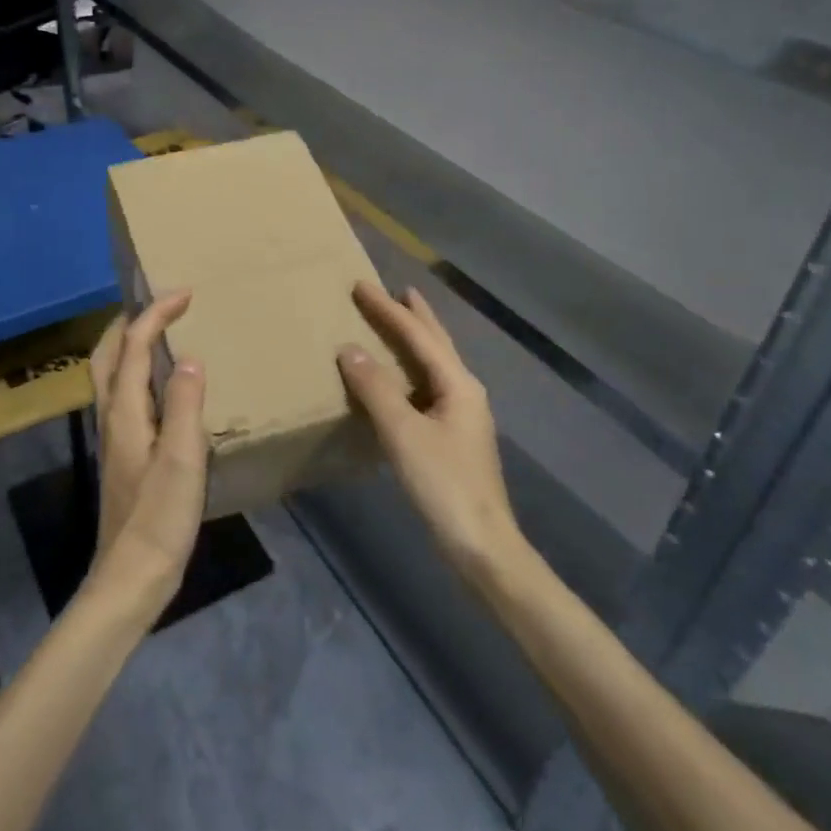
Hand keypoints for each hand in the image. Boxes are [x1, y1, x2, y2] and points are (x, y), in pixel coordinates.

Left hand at [84, 292, 208, 616]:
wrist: (132, 576)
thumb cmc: (160, 517)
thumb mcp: (182, 459)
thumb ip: (185, 405)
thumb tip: (188, 358)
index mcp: (125, 411)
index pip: (135, 346)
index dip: (156, 314)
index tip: (184, 294)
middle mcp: (112, 416)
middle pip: (108, 354)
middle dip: (130, 322)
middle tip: (161, 306)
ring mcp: (114, 436)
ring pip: (111, 374)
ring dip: (130, 344)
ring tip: (160, 334)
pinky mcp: (122, 454)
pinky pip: (124, 394)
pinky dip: (137, 372)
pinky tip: (162, 387)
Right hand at [337, 281, 519, 581]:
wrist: (481, 545)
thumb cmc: (443, 484)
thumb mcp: (404, 433)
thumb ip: (375, 388)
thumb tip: (349, 349)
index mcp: (458, 384)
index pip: (417, 335)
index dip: (387, 309)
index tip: (360, 285)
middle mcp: (465, 391)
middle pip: (436, 343)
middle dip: (415, 316)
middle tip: (395, 291)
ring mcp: (462, 415)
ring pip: (435, 365)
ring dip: (416, 341)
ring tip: (398, 324)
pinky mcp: (454, 437)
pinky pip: (428, 387)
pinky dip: (411, 371)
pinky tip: (399, 381)